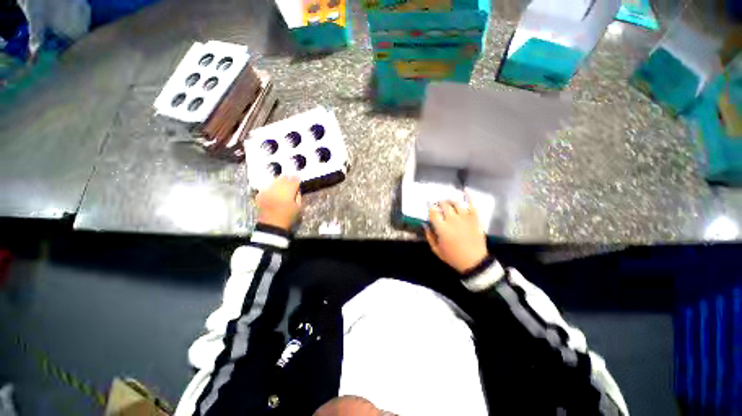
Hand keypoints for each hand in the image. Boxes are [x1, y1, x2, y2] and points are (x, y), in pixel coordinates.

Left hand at [256, 176, 301, 230]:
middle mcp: (276, 190)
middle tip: (292, 175)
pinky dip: (272, 185)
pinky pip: (267, 186)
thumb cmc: (288, 218)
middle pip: (283, 179)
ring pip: (274, 181)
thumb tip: (297, 189)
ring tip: (283, 178)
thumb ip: (298, 196)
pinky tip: (275, 186)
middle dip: (288, 177)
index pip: (293, 182)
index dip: (297, 178)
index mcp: (287, 193)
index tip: (299, 176)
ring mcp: (267, 192)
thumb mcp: (298, 207)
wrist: (272, 225)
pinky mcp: (260, 195)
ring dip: (280, 179)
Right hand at [425, 196, 487, 273]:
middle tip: (438, 205)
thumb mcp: (436, 250)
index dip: (430, 208)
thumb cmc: (453, 257)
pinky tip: (465, 189)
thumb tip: (425, 224)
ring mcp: (465, 218)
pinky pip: (472, 204)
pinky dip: (469, 196)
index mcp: (442, 228)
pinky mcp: (475, 219)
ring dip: (450, 200)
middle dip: (439, 203)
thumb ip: (429, 236)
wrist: (474, 262)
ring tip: (448, 202)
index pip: (433, 212)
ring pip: (456, 203)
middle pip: (444, 205)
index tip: (428, 207)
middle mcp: (452, 220)